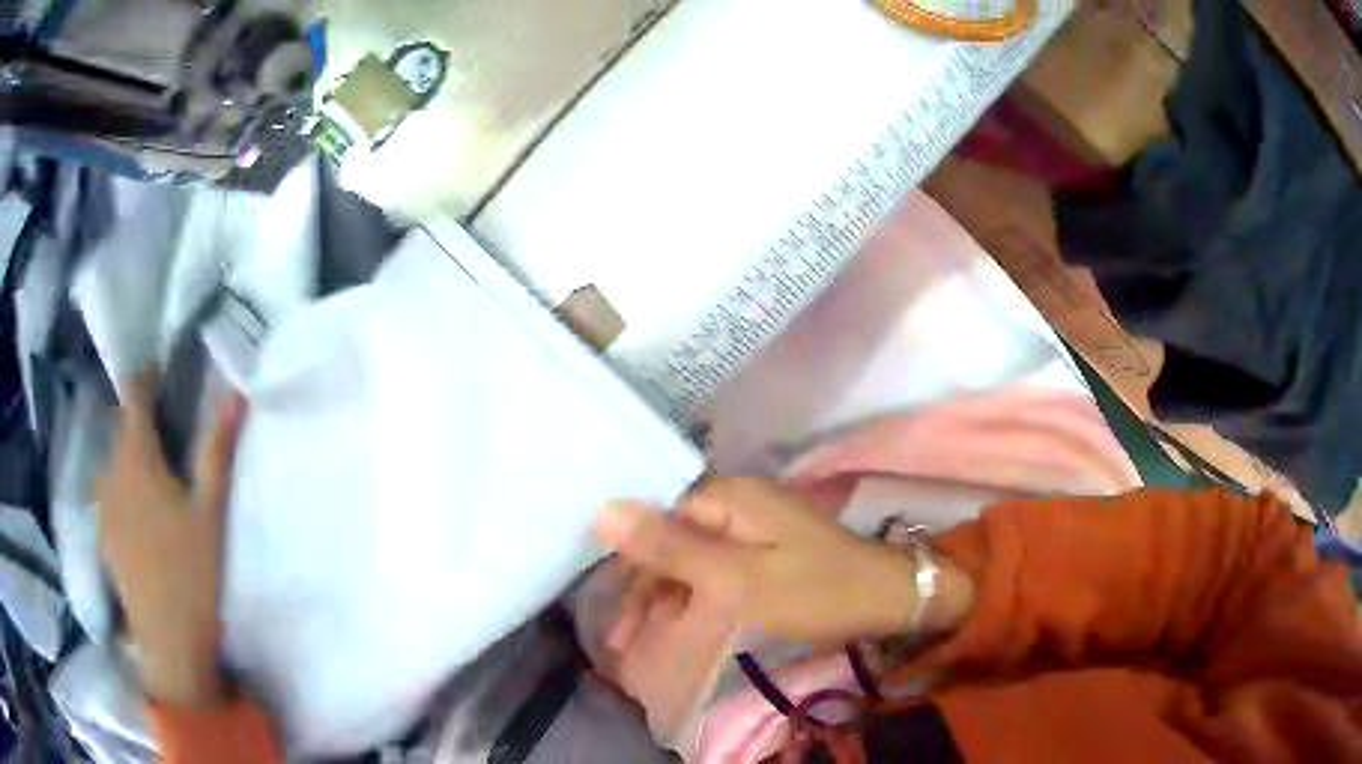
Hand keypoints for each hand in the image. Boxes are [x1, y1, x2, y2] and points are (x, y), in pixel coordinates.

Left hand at [94, 375, 242, 707]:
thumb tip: (233, 392)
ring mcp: (102, 502)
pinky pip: (110, 492)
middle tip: (171, 438)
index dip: (146, 374)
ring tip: (158, 482)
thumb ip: (216, 450)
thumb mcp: (211, 513)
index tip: (162, 369)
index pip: (133, 392)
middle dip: (144, 423)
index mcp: (136, 456)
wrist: (168, 641)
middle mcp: (110, 469)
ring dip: (133, 458)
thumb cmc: (192, 573)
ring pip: (115, 461)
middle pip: (123, 427)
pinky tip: (144, 519)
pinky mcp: (102, 531)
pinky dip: (125, 489)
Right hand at [594, 479, 944, 647]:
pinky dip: (695, 596)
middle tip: (625, 641)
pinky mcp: (765, 547)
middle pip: (669, 541)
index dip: (628, 570)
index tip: (616, 621)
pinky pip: (715, 567)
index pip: (653, 523)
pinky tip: (683, 622)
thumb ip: (669, 548)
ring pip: (689, 557)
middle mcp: (733, 503)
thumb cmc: (813, 590)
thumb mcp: (736, 579)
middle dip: (643, 591)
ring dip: (665, 597)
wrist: (888, 597)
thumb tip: (601, 510)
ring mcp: (752, 525)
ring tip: (645, 640)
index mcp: (724, 498)